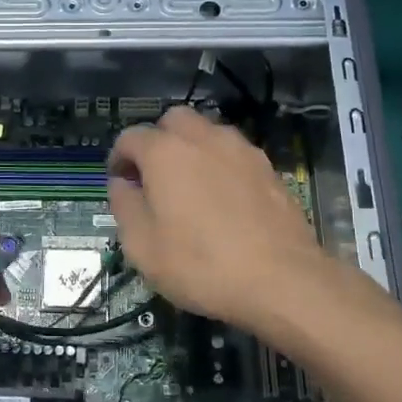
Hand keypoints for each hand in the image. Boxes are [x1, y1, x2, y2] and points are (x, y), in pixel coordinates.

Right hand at [107, 107, 361, 336]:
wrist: (283, 280)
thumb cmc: (201, 265)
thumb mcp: (143, 247)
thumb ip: (124, 206)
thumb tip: (121, 184)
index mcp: (164, 152)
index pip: (130, 137)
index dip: (119, 158)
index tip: (120, 183)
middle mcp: (202, 138)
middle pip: (173, 121)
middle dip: (157, 141)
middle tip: (154, 177)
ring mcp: (240, 149)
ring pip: (207, 132)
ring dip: (191, 148)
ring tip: (189, 186)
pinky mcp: (268, 167)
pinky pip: (233, 153)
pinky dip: (220, 164)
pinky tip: (222, 198)